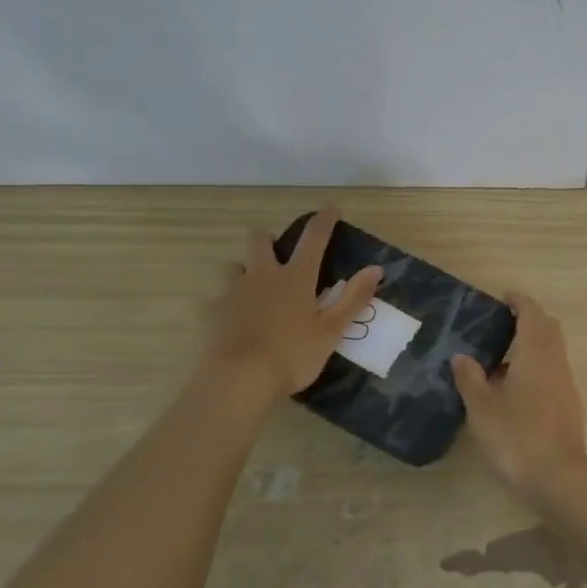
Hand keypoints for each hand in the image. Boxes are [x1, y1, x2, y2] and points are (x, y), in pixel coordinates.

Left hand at [203, 207, 380, 402]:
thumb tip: (376, 268)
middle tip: (277, 251)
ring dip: (244, 270)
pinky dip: (223, 304)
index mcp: (296, 278)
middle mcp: (262, 276)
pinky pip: (214, 300)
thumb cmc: (292, 355)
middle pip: (261, 242)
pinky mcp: (211, 313)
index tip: (332, 207)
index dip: (324, 220)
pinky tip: (229, 319)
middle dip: (268, 239)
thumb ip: (353, 298)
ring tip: (252, 287)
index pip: (314, 238)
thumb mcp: (331, 330)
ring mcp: (232, 292)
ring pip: (234, 266)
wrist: (238, 380)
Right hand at [451, 292, 586, 505]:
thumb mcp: (482, 407)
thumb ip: (470, 378)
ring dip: (531, 346)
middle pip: (547, 328)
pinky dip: (535, 368)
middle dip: (528, 320)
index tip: (503, 297)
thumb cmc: (516, 436)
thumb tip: (461, 356)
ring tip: (498, 360)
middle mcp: (556, 361)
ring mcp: (565, 384)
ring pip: (552, 351)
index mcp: (536, 353)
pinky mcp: (568, 405)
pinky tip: (513, 389)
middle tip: (499, 325)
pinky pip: (552, 372)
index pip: (532, 313)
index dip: (519, 301)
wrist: (557, 478)